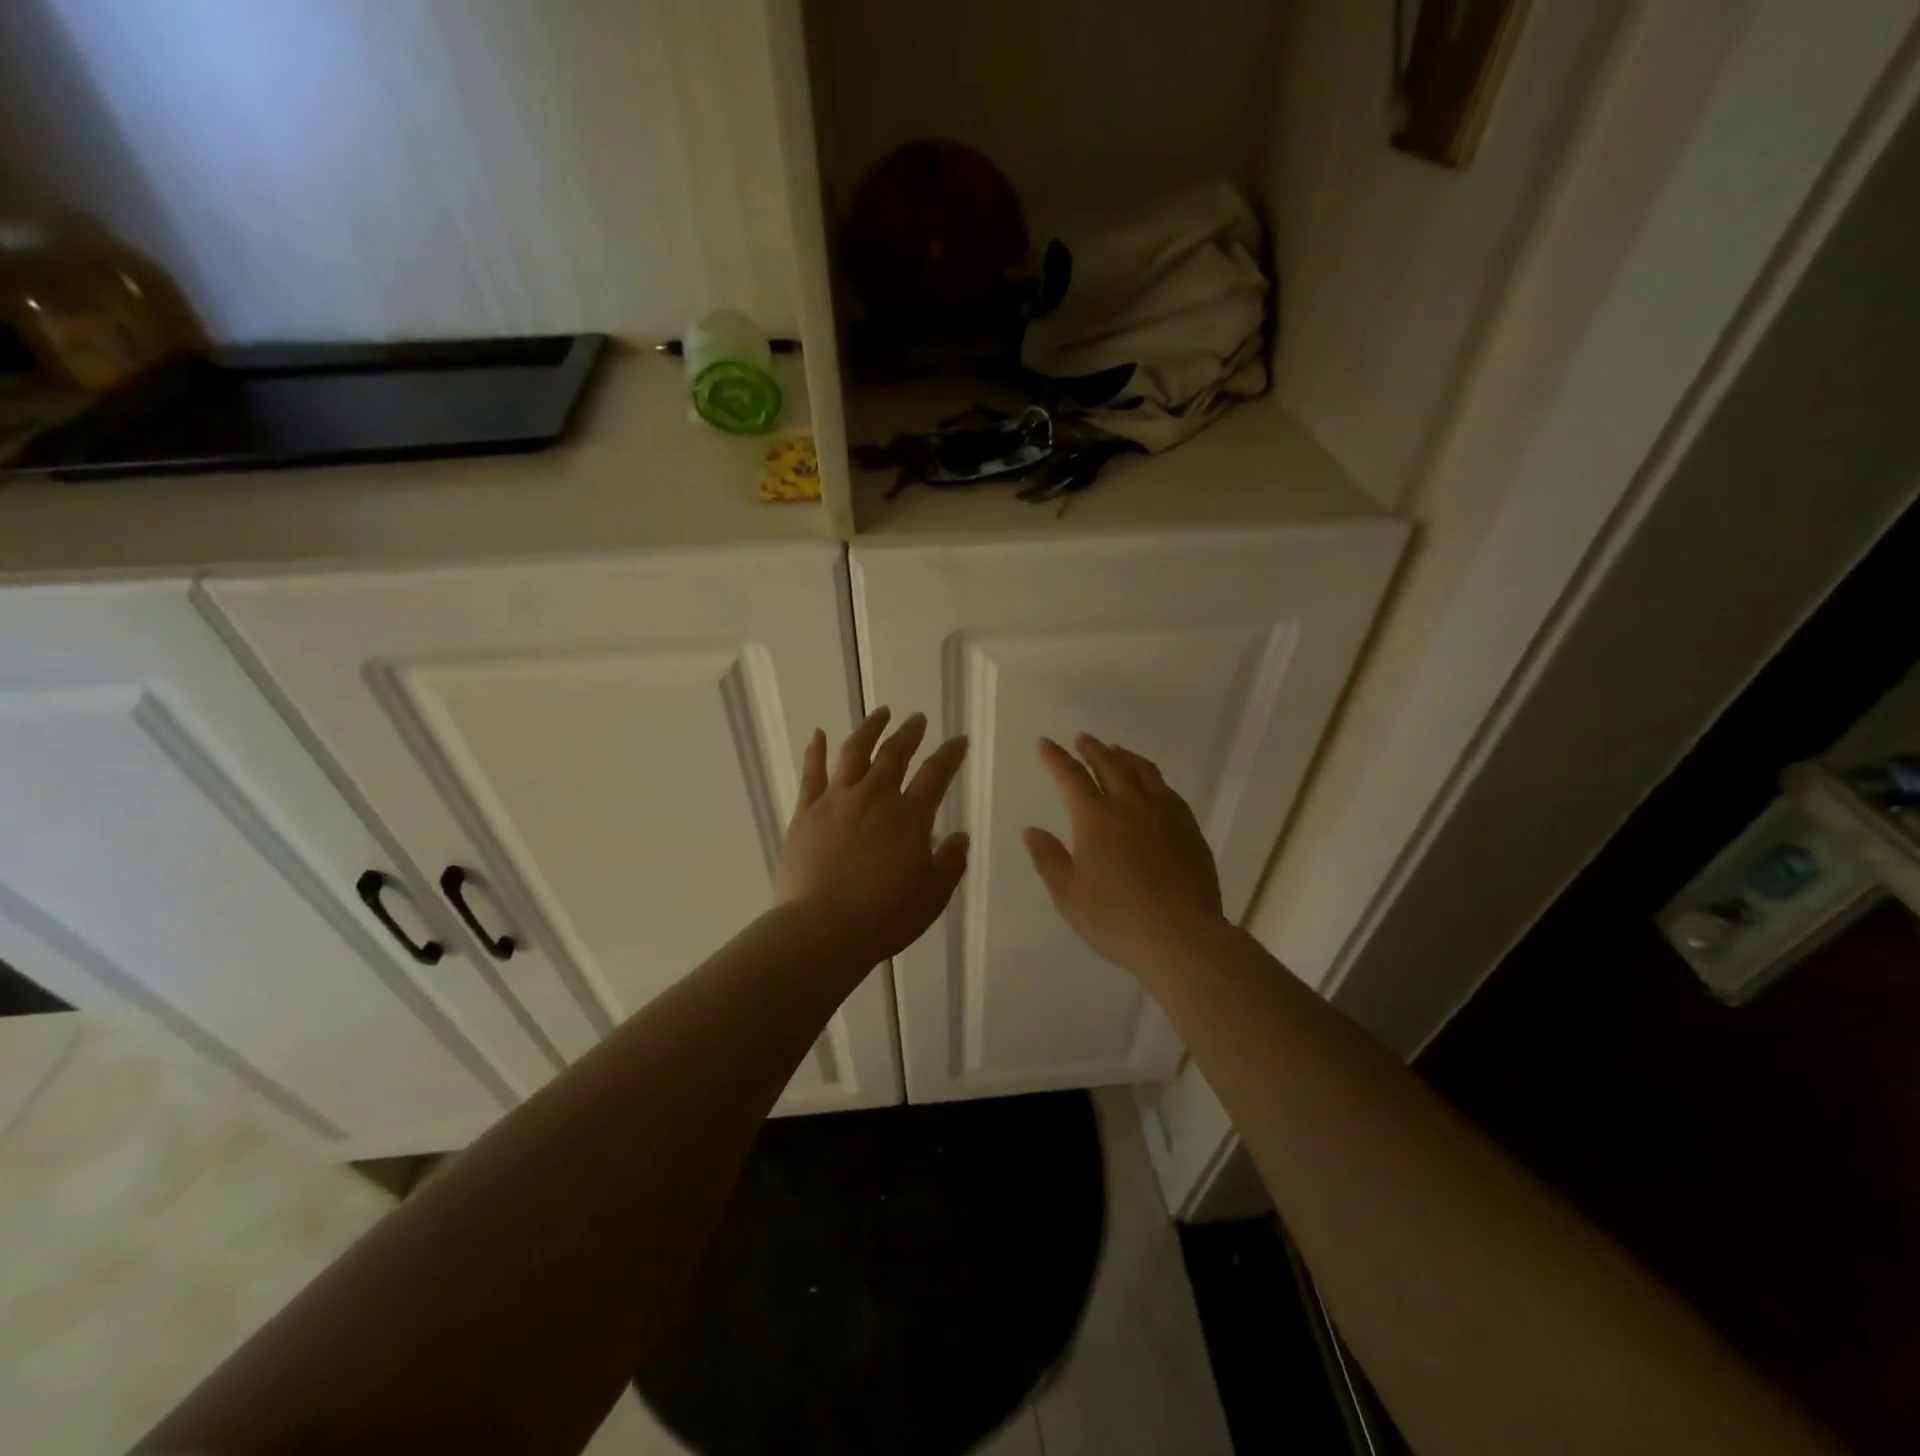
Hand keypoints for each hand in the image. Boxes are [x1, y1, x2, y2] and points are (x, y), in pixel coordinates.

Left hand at [775, 708, 969, 964]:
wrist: (822, 929)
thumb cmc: (885, 917)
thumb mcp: (933, 896)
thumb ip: (950, 863)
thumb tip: (959, 837)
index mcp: (910, 817)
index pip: (936, 774)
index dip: (950, 754)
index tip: (959, 740)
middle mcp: (874, 797)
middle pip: (894, 754)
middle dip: (909, 733)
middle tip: (917, 718)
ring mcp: (836, 801)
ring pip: (855, 752)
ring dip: (870, 729)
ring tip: (880, 713)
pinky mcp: (805, 813)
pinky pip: (811, 774)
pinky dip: (816, 751)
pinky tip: (818, 734)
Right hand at [1023, 734, 1225, 974]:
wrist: (1181, 937)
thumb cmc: (1116, 919)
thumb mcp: (1069, 895)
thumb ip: (1049, 859)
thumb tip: (1031, 830)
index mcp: (1096, 818)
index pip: (1071, 777)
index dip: (1056, 758)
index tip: (1045, 743)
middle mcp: (1130, 806)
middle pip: (1110, 765)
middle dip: (1093, 749)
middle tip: (1083, 738)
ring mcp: (1165, 814)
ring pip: (1143, 772)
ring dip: (1125, 757)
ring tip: (1116, 751)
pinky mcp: (1189, 829)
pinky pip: (1168, 791)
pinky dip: (1153, 778)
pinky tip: (1152, 785)